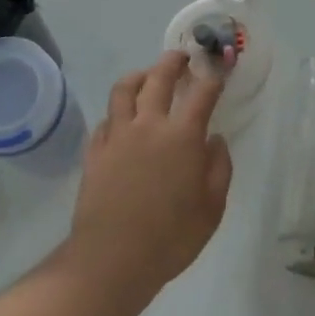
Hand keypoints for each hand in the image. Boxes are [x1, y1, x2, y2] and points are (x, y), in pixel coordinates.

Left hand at [62, 51, 232, 312]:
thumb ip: (219, 169)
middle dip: (173, 62)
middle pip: (159, 77)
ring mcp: (118, 134)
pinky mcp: (95, 149)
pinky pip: (106, 118)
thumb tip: (215, 141)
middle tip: (181, 57)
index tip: (217, 71)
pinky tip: (122, 119)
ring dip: (139, 76)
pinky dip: (117, 112)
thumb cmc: (170, 238)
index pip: (201, 93)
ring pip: (125, 88)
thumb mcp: (211, 210)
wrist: (112, 259)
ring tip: (147, 76)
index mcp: (182, 136)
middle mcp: (149, 124)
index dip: (212, 78)